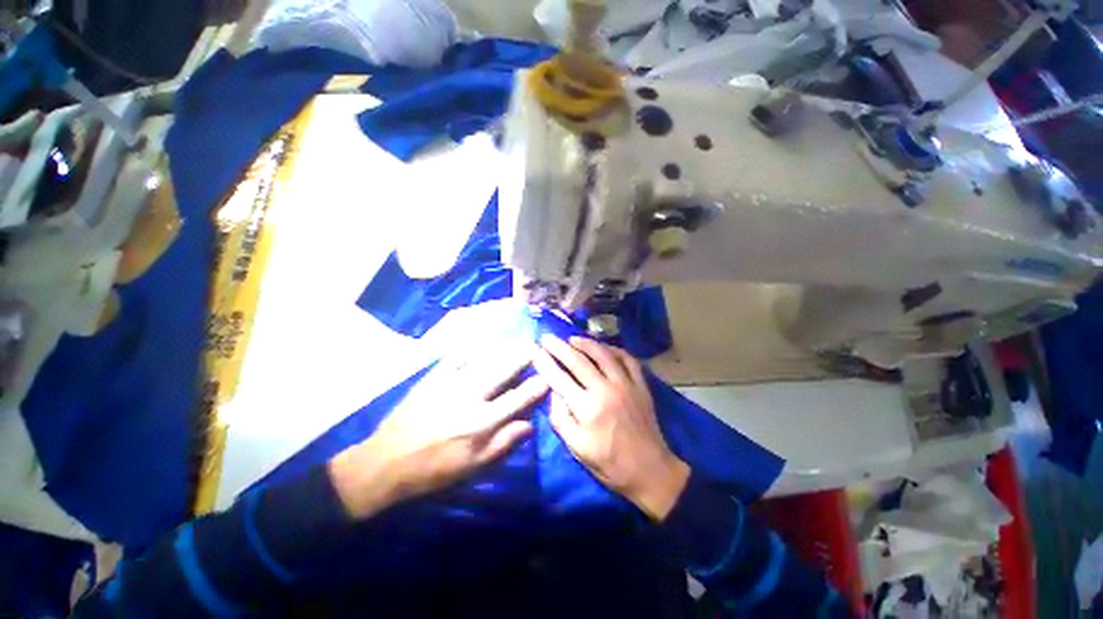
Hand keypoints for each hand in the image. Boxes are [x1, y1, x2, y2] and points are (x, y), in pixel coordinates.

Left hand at [330, 351, 547, 518]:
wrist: (387, 461)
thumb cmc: (434, 469)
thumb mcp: (473, 467)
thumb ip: (503, 443)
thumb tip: (530, 424)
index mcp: (481, 422)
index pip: (517, 398)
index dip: (536, 386)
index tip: (547, 377)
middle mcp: (470, 396)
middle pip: (503, 370)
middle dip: (522, 357)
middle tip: (534, 347)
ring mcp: (451, 382)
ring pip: (484, 358)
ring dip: (503, 348)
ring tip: (515, 341)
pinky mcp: (434, 376)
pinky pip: (457, 355)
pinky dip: (473, 346)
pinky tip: (482, 340)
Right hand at [532, 335, 689, 521]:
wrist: (650, 470)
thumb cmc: (609, 463)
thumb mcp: (577, 448)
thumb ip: (560, 419)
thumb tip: (553, 393)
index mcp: (587, 407)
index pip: (559, 378)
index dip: (545, 362)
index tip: (534, 350)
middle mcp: (605, 389)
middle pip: (578, 360)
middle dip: (559, 347)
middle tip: (548, 337)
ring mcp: (626, 384)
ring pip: (603, 354)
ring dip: (586, 343)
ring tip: (573, 338)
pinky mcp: (641, 385)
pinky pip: (628, 359)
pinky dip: (615, 350)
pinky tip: (605, 348)